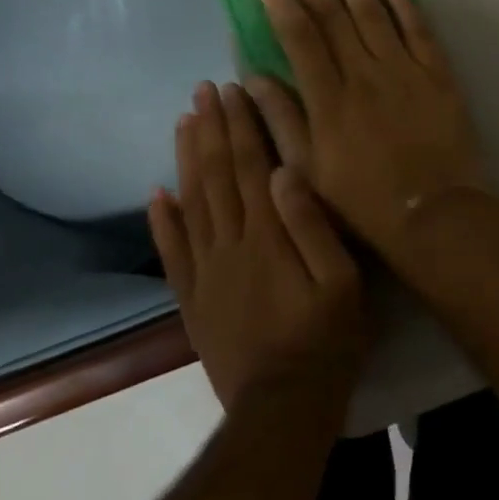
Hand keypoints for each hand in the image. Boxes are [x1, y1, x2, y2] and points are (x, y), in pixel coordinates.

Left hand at [148, 81, 367, 411]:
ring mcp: (207, 272)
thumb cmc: (326, 338)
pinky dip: (162, 221)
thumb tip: (286, 171)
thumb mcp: (342, 281)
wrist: (284, 409)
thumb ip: (312, 224)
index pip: (250, 165)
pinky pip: (172, 253)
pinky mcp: (193, 300)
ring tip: (182, 122)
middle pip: (217, 175)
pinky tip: (156, 194)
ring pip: (192, 204)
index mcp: (267, 234)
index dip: (240, 125)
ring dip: (186, 159)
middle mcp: (230, 244)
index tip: (232, 90)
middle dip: (211, 128)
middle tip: (202, 90)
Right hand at [243, 0, 488, 251]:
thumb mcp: (309, 173)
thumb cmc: (364, 201)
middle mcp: (365, 74)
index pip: (299, 36)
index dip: (280, 0)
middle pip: (333, 12)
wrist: (436, 216)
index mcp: (329, 99)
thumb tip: (251, 78)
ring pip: (374, 11)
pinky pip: (419, 30)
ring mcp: (405, 70)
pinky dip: (404, 3)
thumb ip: (281, 122)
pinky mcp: (437, 74)